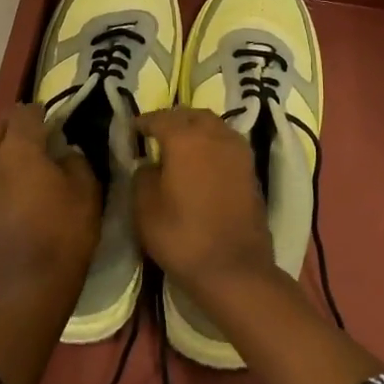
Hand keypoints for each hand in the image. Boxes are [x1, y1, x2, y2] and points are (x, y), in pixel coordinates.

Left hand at [0, 104, 101, 307]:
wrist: (29, 288)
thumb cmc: (64, 235)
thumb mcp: (87, 192)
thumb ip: (76, 161)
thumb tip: (65, 152)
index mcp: (19, 150)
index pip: (25, 112)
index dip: (43, 111)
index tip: (59, 121)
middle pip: (0, 126)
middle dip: (20, 124)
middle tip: (43, 135)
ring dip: (6, 146)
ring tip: (29, 160)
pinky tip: (18, 186)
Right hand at [133, 108, 275, 300]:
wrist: (234, 268)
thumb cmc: (182, 237)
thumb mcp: (145, 208)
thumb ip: (142, 175)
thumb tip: (149, 163)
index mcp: (186, 138)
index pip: (160, 118)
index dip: (143, 122)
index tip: (132, 129)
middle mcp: (215, 135)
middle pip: (191, 115)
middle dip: (172, 119)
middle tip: (156, 132)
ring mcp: (238, 151)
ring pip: (214, 125)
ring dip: (195, 128)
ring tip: (179, 143)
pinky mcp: (251, 169)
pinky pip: (227, 142)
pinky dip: (212, 143)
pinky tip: (201, 159)